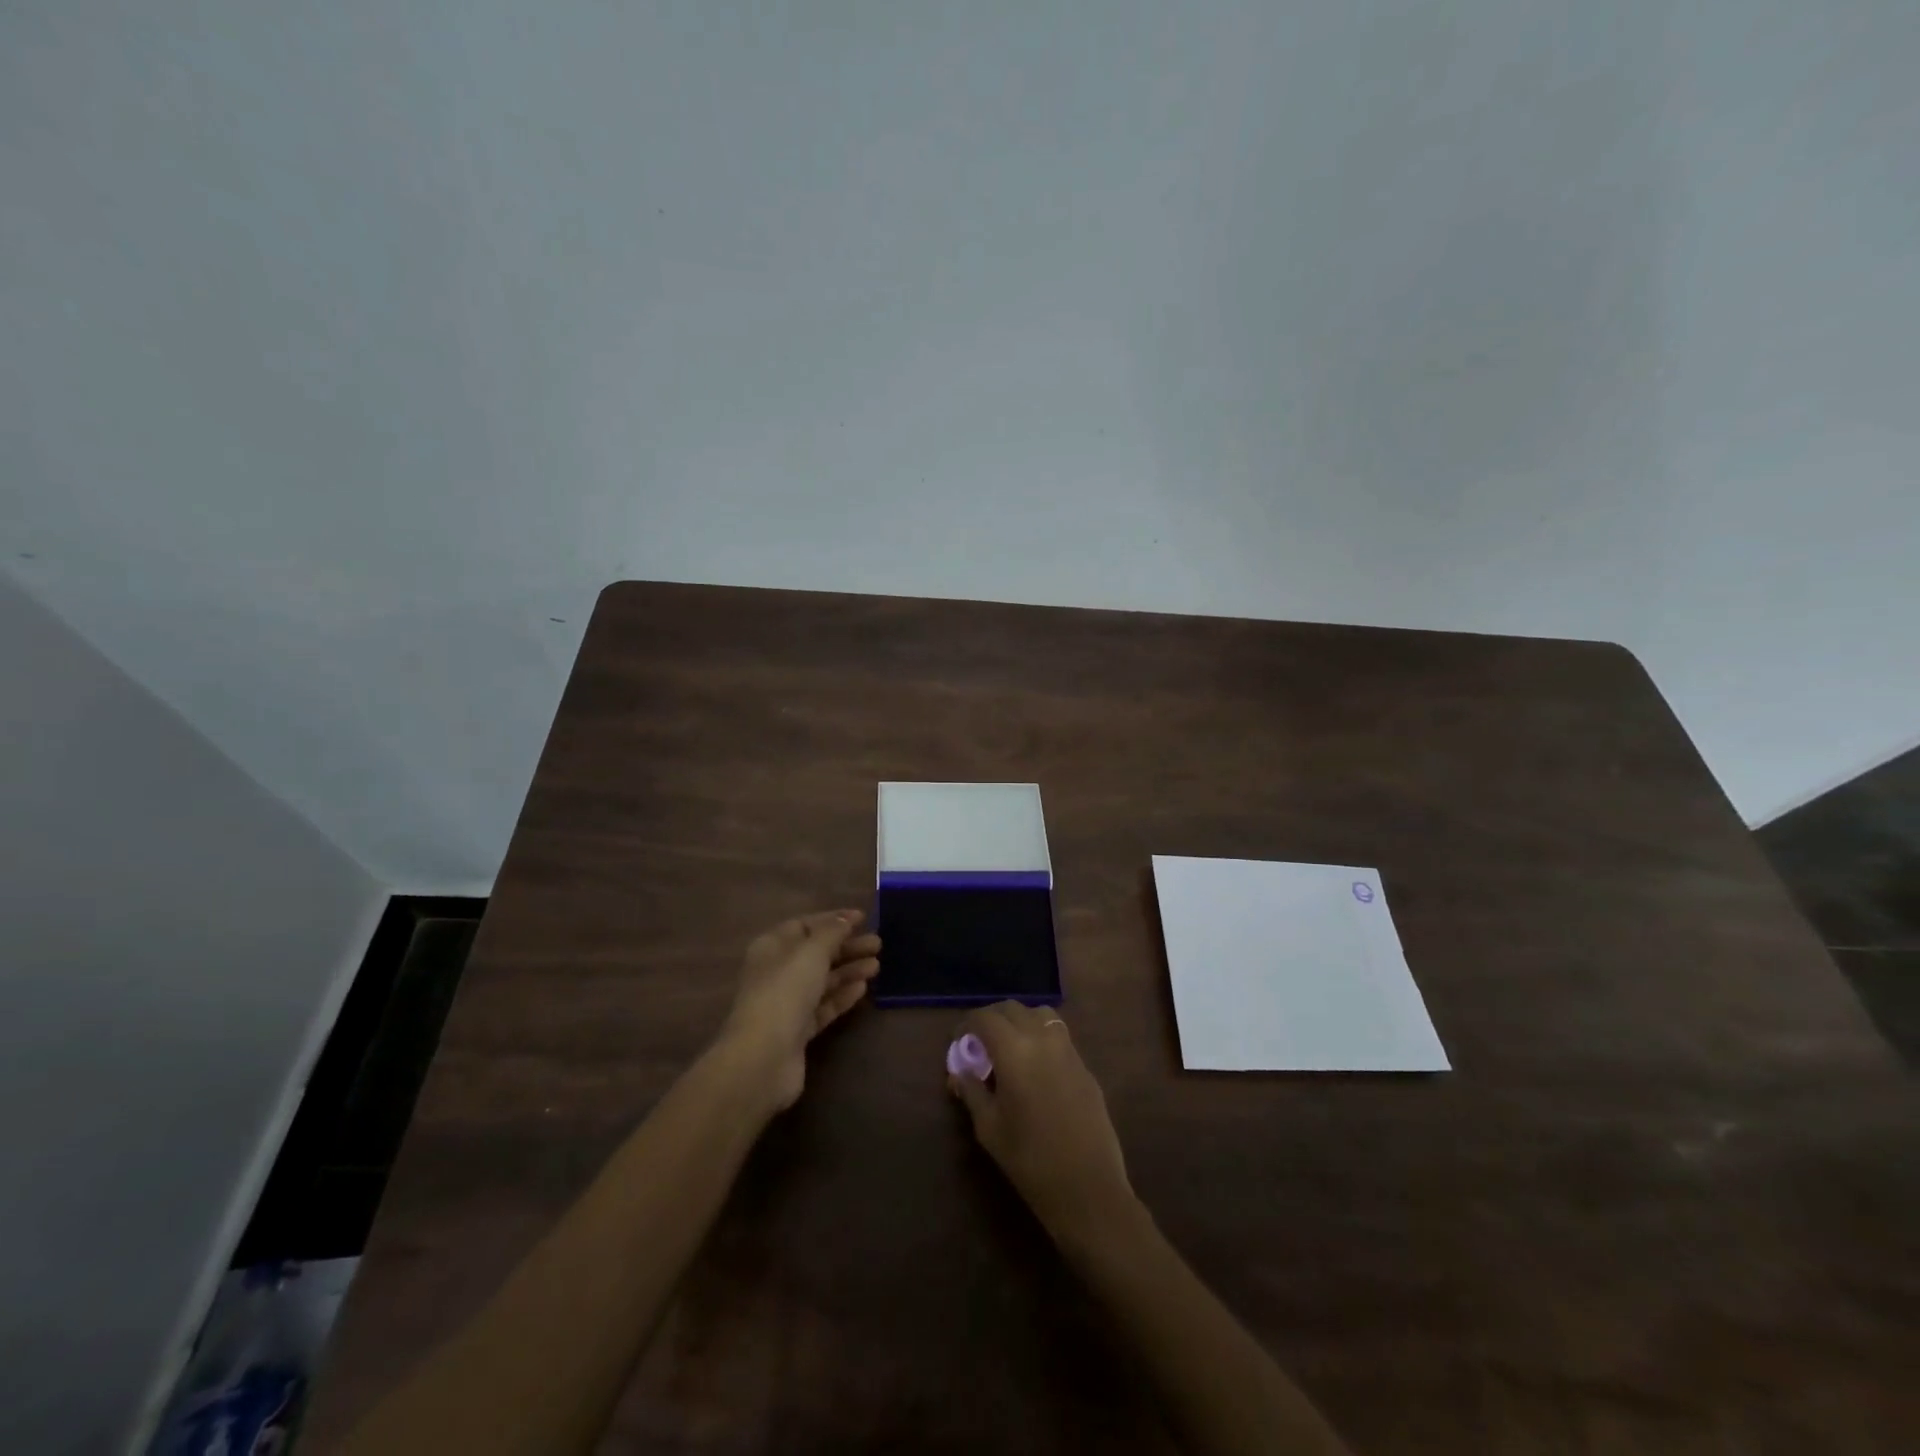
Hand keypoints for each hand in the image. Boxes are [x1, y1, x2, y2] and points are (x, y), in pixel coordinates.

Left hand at [718, 909, 880, 1112]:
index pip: (804, 925)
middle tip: (878, 944)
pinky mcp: (797, 1031)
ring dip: (849, 970)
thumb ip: (832, 932)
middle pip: (816, 953)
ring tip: (877, 966)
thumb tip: (847, 918)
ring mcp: (786, 1003)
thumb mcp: (811, 952)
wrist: (763, 1058)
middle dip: (846, 946)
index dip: (833, 920)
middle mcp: (776, 972)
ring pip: (822, 980)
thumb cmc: (784, 992)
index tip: (863, 918)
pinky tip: (863, 989)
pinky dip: (842, 996)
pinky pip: (823, 1006)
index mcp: (772, 947)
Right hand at [948, 1002, 1135, 1238]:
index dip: (967, 1024)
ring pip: (1040, 1015)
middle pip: (1012, 1009)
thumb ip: (972, 1091)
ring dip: (1019, 1022)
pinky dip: (1040, 1037)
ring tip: (1009, 1048)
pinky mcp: (1085, 1066)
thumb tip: (960, 1072)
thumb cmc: (1030, 1160)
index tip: (959, 1041)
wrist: (1088, 1188)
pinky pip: (1058, 1036)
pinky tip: (1034, 1068)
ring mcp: (1069, 1049)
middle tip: (979, 1043)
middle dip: (991, 1019)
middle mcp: (1042, 1038)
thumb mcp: (989, 1128)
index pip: (985, 1018)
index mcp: (1014, 1050)